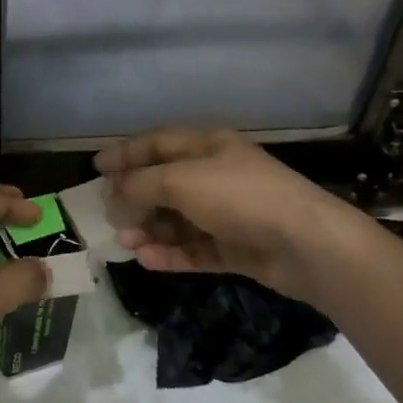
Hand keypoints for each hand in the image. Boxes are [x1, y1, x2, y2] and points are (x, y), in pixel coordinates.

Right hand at [96, 129, 373, 299]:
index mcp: (209, 146)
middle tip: (108, 213)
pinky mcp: (236, 247)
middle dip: (135, 197)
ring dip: (150, 229)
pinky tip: (147, 259)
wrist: (306, 243)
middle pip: (166, 183)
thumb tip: (115, 192)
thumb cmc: (239, 196)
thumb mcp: (182, 181)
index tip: (96, 167)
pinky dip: (171, 252)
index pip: (158, 143)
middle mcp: (217, 175)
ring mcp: (228, 213)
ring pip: (178, 219)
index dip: (126, 152)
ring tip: (126, 241)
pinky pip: (195, 248)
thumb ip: (142, 184)